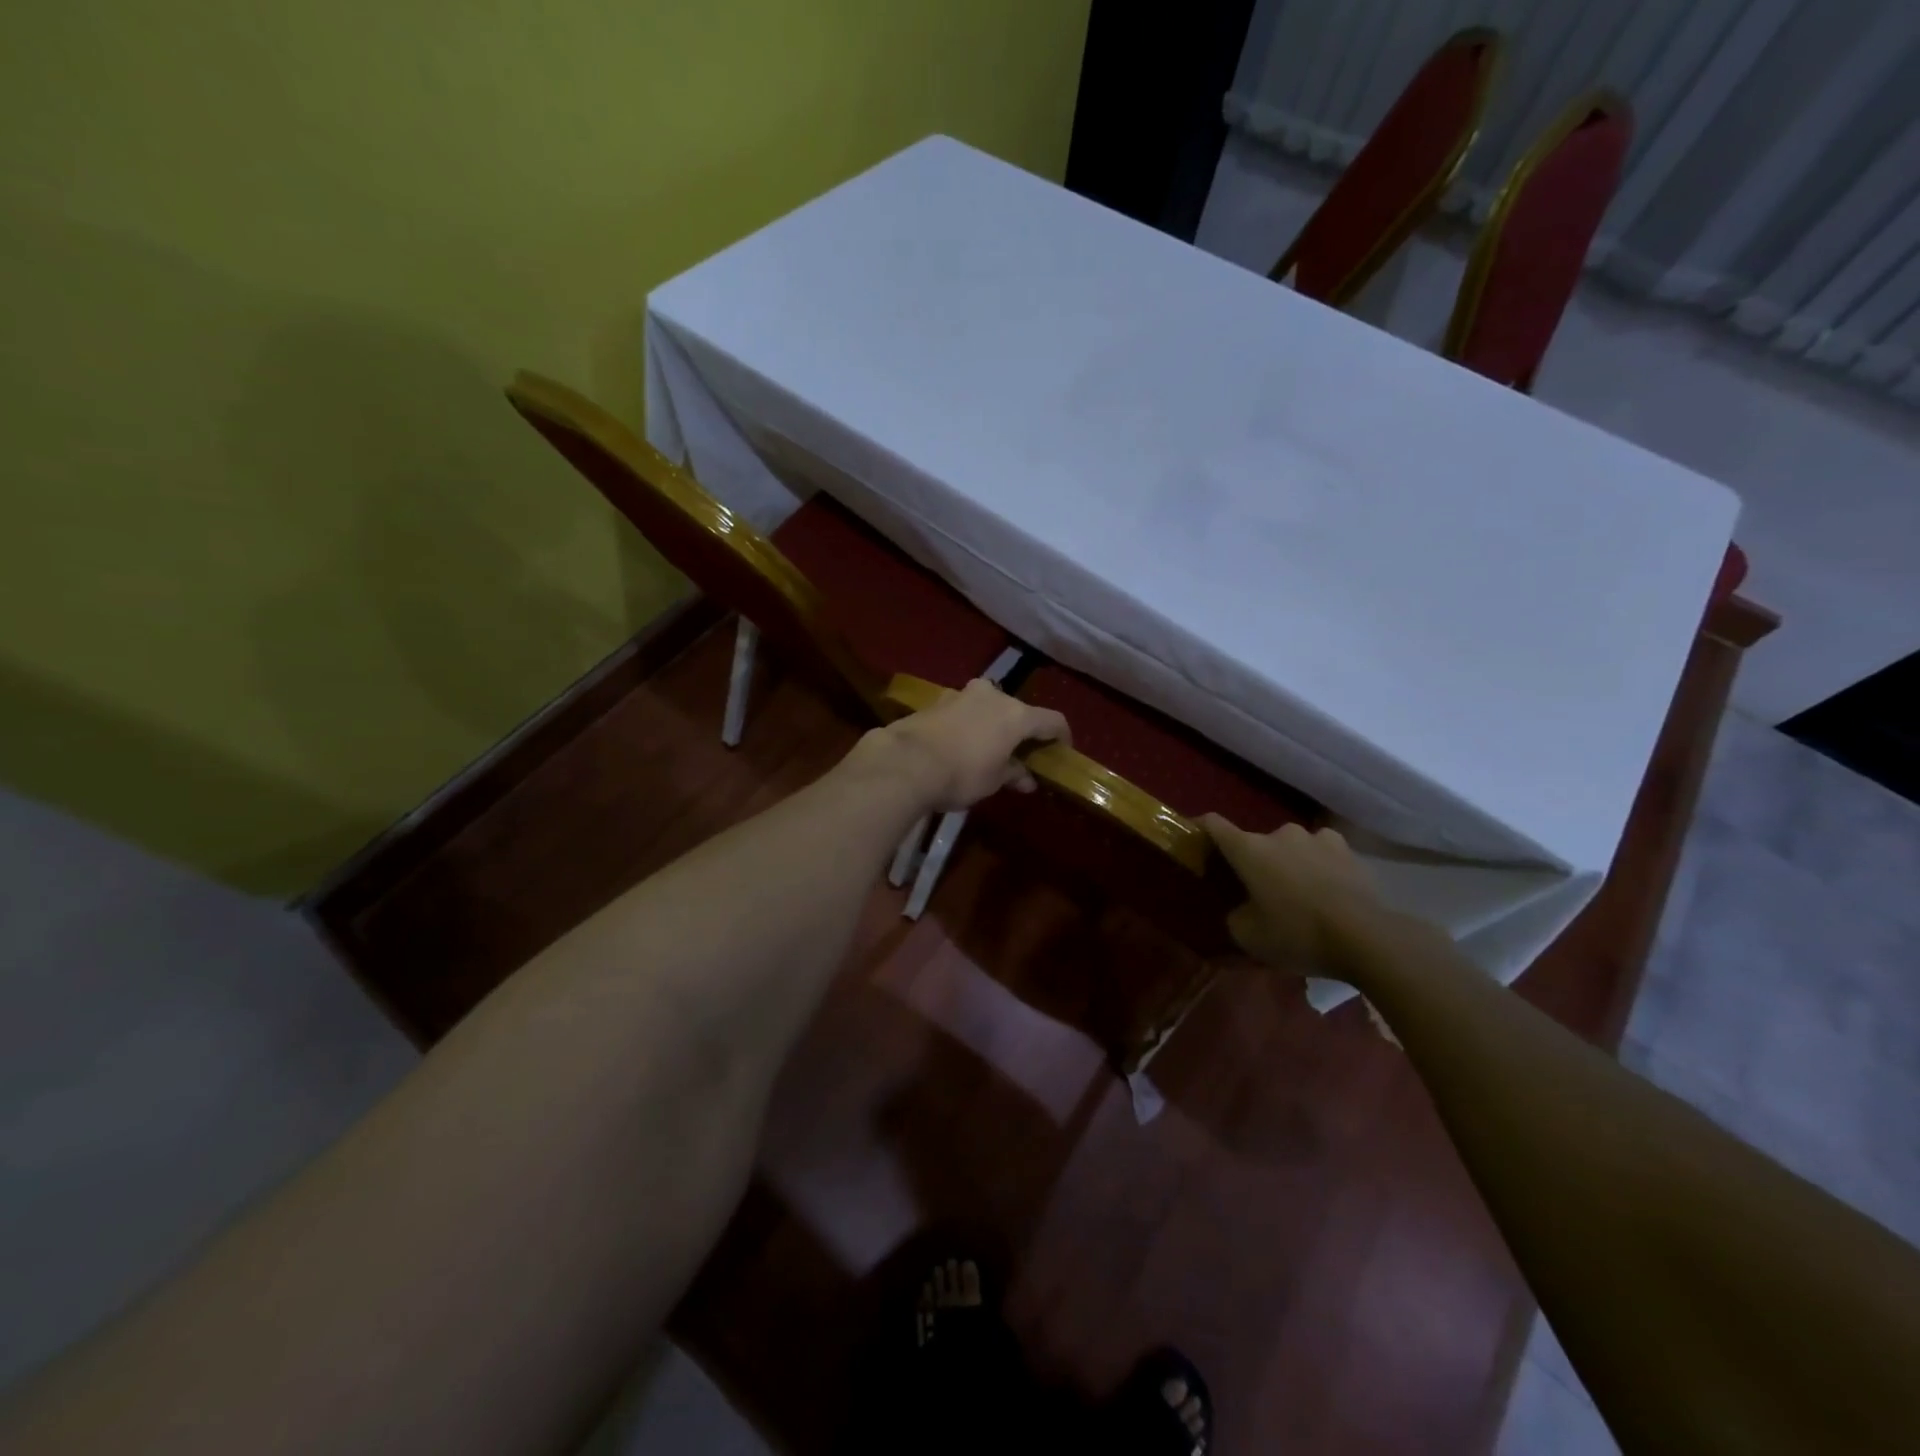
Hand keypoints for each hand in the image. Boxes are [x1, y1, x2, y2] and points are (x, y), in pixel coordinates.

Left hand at [859, 679, 1069, 812]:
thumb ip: (1013, 774)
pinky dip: (968, 725)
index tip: (1062, 750)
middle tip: (1020, 753)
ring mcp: (962, 694)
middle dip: (1021, 731)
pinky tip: (960, 745)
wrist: (906, 762)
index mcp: (1016, 714)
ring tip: (987, 748)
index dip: (1062, 736)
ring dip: (992, 725)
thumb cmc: (961, 774)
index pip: (1052, 720)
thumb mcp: (993, 781)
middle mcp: (993, 696)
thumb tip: (1026, 778)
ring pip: (987, 707)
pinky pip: (963, 711)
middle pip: (1017, 710)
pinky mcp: (936, 701)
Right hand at [1201, 816, 1380, 975]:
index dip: (1200, 827)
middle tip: (1257, 889)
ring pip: (1291, 846)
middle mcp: (1279, 834)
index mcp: (1249, 849)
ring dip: (1288, 862)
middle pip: (1255, 842)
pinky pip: (1322, 853)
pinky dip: (1318, 865)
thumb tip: (1242, 908)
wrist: (1367, 938)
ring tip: (1297, 890)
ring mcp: (1316, 838)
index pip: (1213, 824)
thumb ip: (1235, 915)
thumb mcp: (1249, 936)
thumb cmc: (1298, 934)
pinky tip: (1327, 888)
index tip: (1195, 837)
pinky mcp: (1348, 850)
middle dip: (1253, 862)